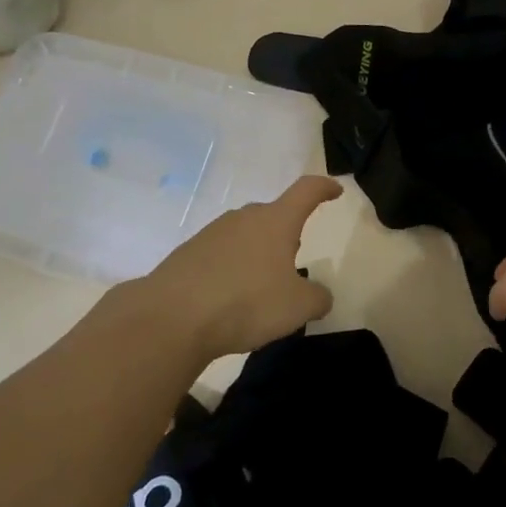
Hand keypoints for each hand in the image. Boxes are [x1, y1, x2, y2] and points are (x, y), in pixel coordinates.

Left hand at [136, 176, 342, 359]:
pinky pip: (220, 255)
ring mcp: (212, 233)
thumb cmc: (246, 303)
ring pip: (245, 235)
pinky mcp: (187, 254)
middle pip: (273, 215)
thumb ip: (317, 298)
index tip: (335, 191)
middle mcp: (244, 218)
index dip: (324, 188)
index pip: (306, 191)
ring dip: (257, 253)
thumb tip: (319, 295)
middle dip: (287, 232)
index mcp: (276, 221)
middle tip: (294, 259)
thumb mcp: (297, 307)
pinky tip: (229, 299)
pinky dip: (231, 270)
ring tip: (260, 287)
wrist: (171, 318)